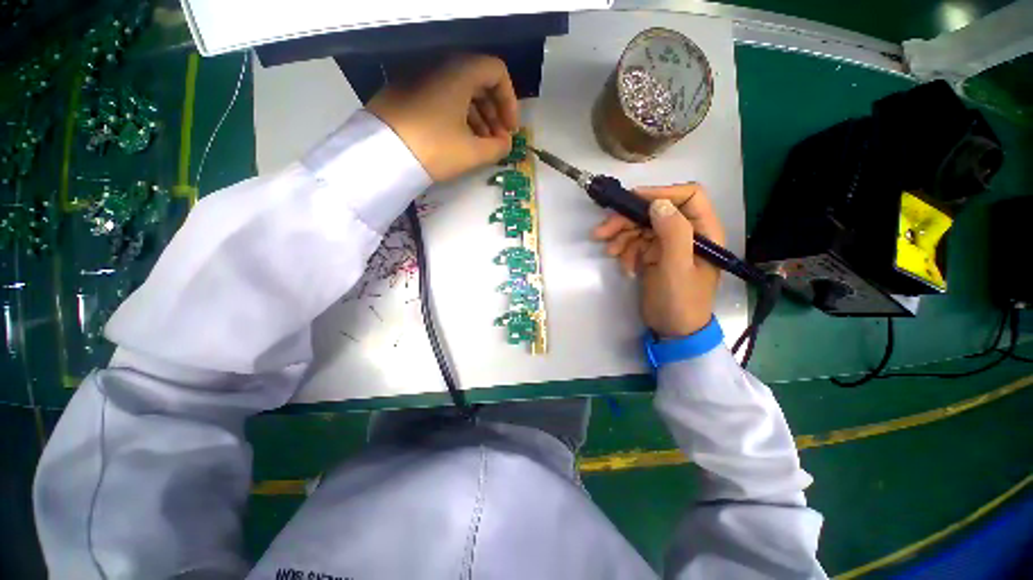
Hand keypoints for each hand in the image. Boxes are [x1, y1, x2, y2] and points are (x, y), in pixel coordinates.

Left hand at [367, 54, 518, 181]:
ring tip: (482, 145)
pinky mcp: (407, 92)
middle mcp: (440, 66)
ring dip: (478, 117)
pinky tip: (460, 139)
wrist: (382, 155)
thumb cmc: (434, 149)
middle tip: (498, 140)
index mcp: (459, 72)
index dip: (510, 101)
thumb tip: (505, 144)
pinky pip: (441, 98)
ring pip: (459, 92)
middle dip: (494, 113)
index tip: (511, 129)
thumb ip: (497, 148)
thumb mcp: (472, 152)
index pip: (497, 72)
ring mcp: (421, 77)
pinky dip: (457, 116)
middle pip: (478, 82)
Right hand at [593, 184, 725, 337]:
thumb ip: (673, 233)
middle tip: (602, 231)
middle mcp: (686, 233)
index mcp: (703, 231)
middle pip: (655, 211)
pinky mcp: (653, 255)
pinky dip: (625, 251)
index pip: (688, 196)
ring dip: (621, 237)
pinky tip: (625, 267)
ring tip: (610, 252)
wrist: (672, 330)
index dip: (660, 193)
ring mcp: (667, 244)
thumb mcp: (677, 268)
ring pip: (640, 226)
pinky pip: (635, 243)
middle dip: (627, 220)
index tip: (631, 200)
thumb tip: (658, 203)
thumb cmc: (680, 300)